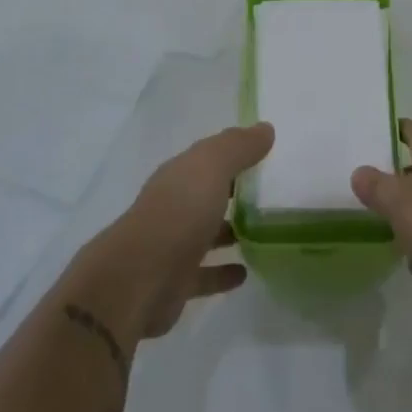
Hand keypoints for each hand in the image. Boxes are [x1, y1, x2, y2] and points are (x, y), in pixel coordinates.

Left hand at [83, 123, 273, 338]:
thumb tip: (265, 128)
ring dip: (230, 231)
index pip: (208, 157)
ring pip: (206, 233)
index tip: (267, 154)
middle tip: (272, 192)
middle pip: (207, 194)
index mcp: (179, 175)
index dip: (234, 152)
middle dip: (233, 191)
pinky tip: (245, 272)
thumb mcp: (212, 166)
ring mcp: (173, 245)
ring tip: (265, 230)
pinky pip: (206, 273)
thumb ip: (239, 146)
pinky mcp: (176, 282)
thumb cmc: (179, 212)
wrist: (139, 279)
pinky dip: (224, 271)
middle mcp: (174, 206)